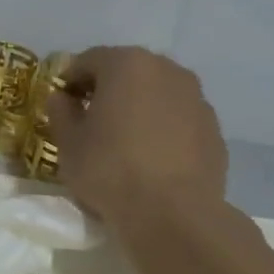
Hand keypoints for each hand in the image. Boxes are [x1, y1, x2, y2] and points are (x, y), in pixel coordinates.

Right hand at [44, 46, 228, 222]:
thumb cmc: (109, 170)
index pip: (88, 60)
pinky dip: (161, 126)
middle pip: (127, 71)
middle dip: (105, 89)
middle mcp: (167, 70)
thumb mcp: (68, 143)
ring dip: (136, 106)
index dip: (69, 80)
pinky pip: (177, 117)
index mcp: (127, 65)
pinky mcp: (214, 128)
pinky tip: (149, 156)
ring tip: (121, 139)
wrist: (173, 213)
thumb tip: (62, 98)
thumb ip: (61, 112)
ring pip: (155, 93)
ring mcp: (196, 98)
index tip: (60, 104)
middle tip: (88, 118)